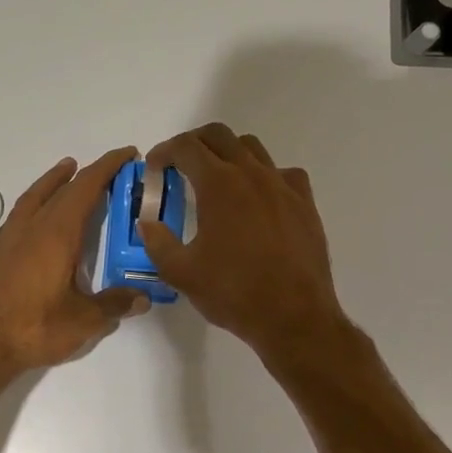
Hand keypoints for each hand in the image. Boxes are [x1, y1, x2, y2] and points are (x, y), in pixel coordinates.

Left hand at [0, 147, 149, 372]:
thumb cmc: (35, 328)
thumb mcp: (84, 320)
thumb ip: (114, 304)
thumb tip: (143, 297)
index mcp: (57, 234)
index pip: (86, 188)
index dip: (107, 168)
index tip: (126, 154)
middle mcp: (32, 228)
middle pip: (61, 189)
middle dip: (86, 174)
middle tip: (106, 169)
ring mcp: (9, 239)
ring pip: (34, 198)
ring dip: (53, 182)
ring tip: (67, 173)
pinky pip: (20, 215)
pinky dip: (35, 203)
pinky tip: (38, 217)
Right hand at [138, 124, 349, 362]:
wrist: (293, 316)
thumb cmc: (233, 293)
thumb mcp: (181, 273)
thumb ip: (157, 242)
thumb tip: (146, 223)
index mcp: (218, 185)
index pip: (185, 148)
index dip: (164, 152)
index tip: (154, 168)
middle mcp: (252, 174)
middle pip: (219, 136)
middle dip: (193, 144)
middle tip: (179, 166)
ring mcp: (282, 186)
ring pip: (252, 148)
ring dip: (228, 154)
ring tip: (217, 180)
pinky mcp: (305, 203)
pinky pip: (283, 173)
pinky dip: (263, 175)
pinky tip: (258, 199)